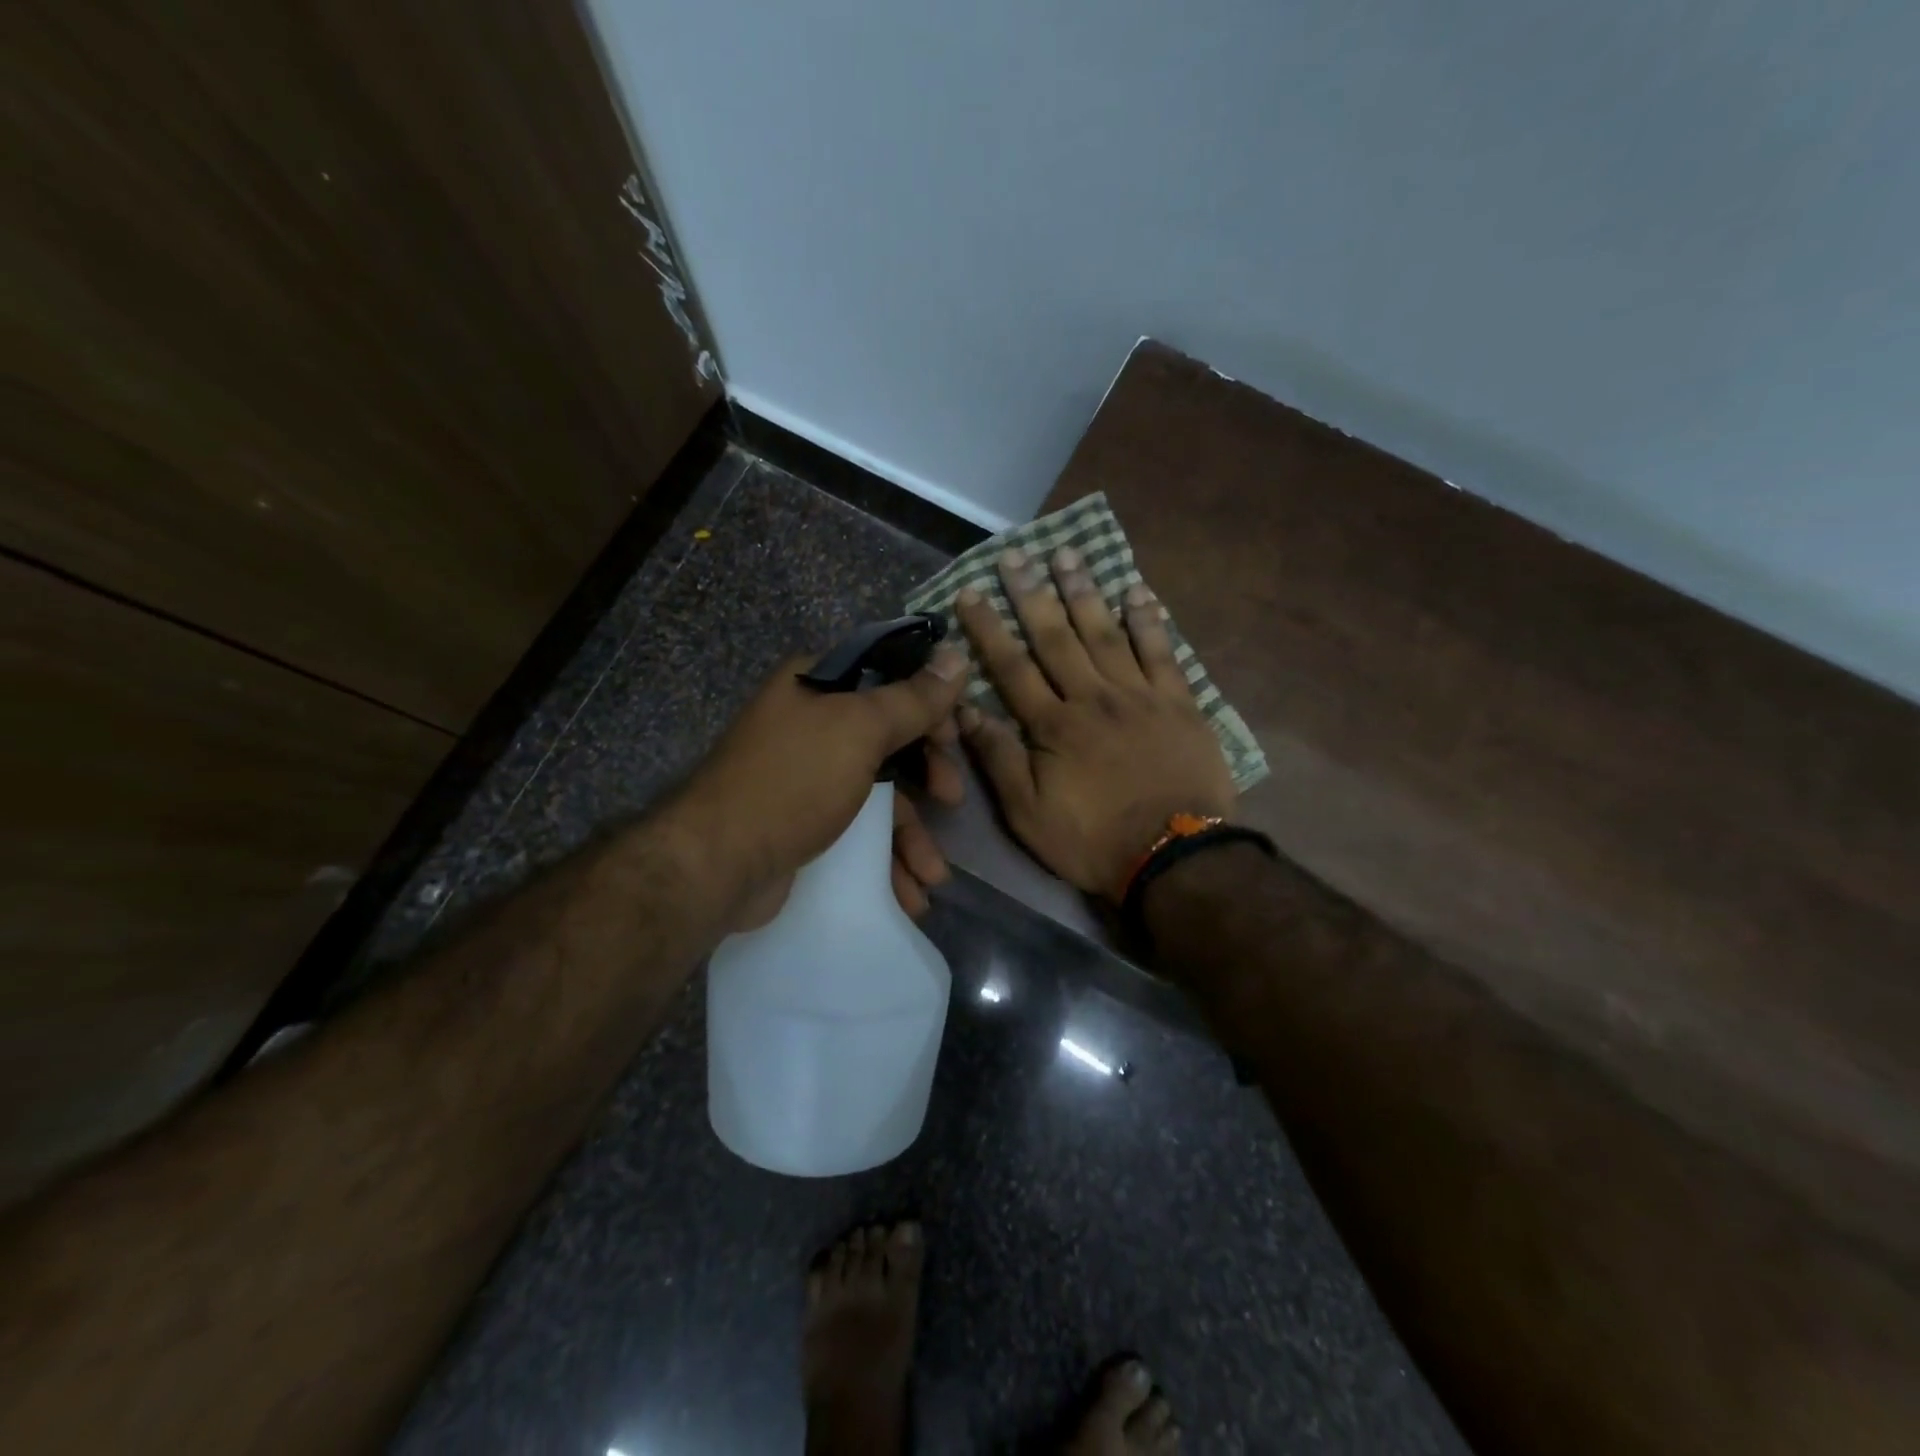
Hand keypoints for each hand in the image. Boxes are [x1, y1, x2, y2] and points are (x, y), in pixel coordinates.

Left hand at [677, 644, 968, 928]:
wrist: (718, 862)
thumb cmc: (794, 781)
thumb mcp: (860, 730)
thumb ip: (913, 698)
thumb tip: (958, 656)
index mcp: (816, 686)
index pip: (888, 680)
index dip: (929, 706)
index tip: (954, 738)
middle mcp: (810, 725)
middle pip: (889, 740)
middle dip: (927, 776)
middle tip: (951, 798)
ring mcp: (805, 777)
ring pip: (877, 795)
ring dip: (911, 835)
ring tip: (933, 876)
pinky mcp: (803, 824)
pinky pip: (858, 832)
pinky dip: (885, 860)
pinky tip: (909, 893)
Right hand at [955, 547, 1234, 897]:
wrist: (1174, 859)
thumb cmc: (1093, 841)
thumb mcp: (1029, 814)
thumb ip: (999, 759)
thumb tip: (965, 710)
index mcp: (1054, 726)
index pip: (1012, 667)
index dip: (988, 628)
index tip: (971, 592)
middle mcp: (1093, 698)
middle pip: (1056, 638)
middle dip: (1032, 594)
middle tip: (1016, 555)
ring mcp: (1139, 697)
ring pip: (1106, 633)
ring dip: (1084, 592)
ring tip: (1068, 554)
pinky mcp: (1179, 704)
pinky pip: (1162, 652)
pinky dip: (1150, 621)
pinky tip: (1138, 591)